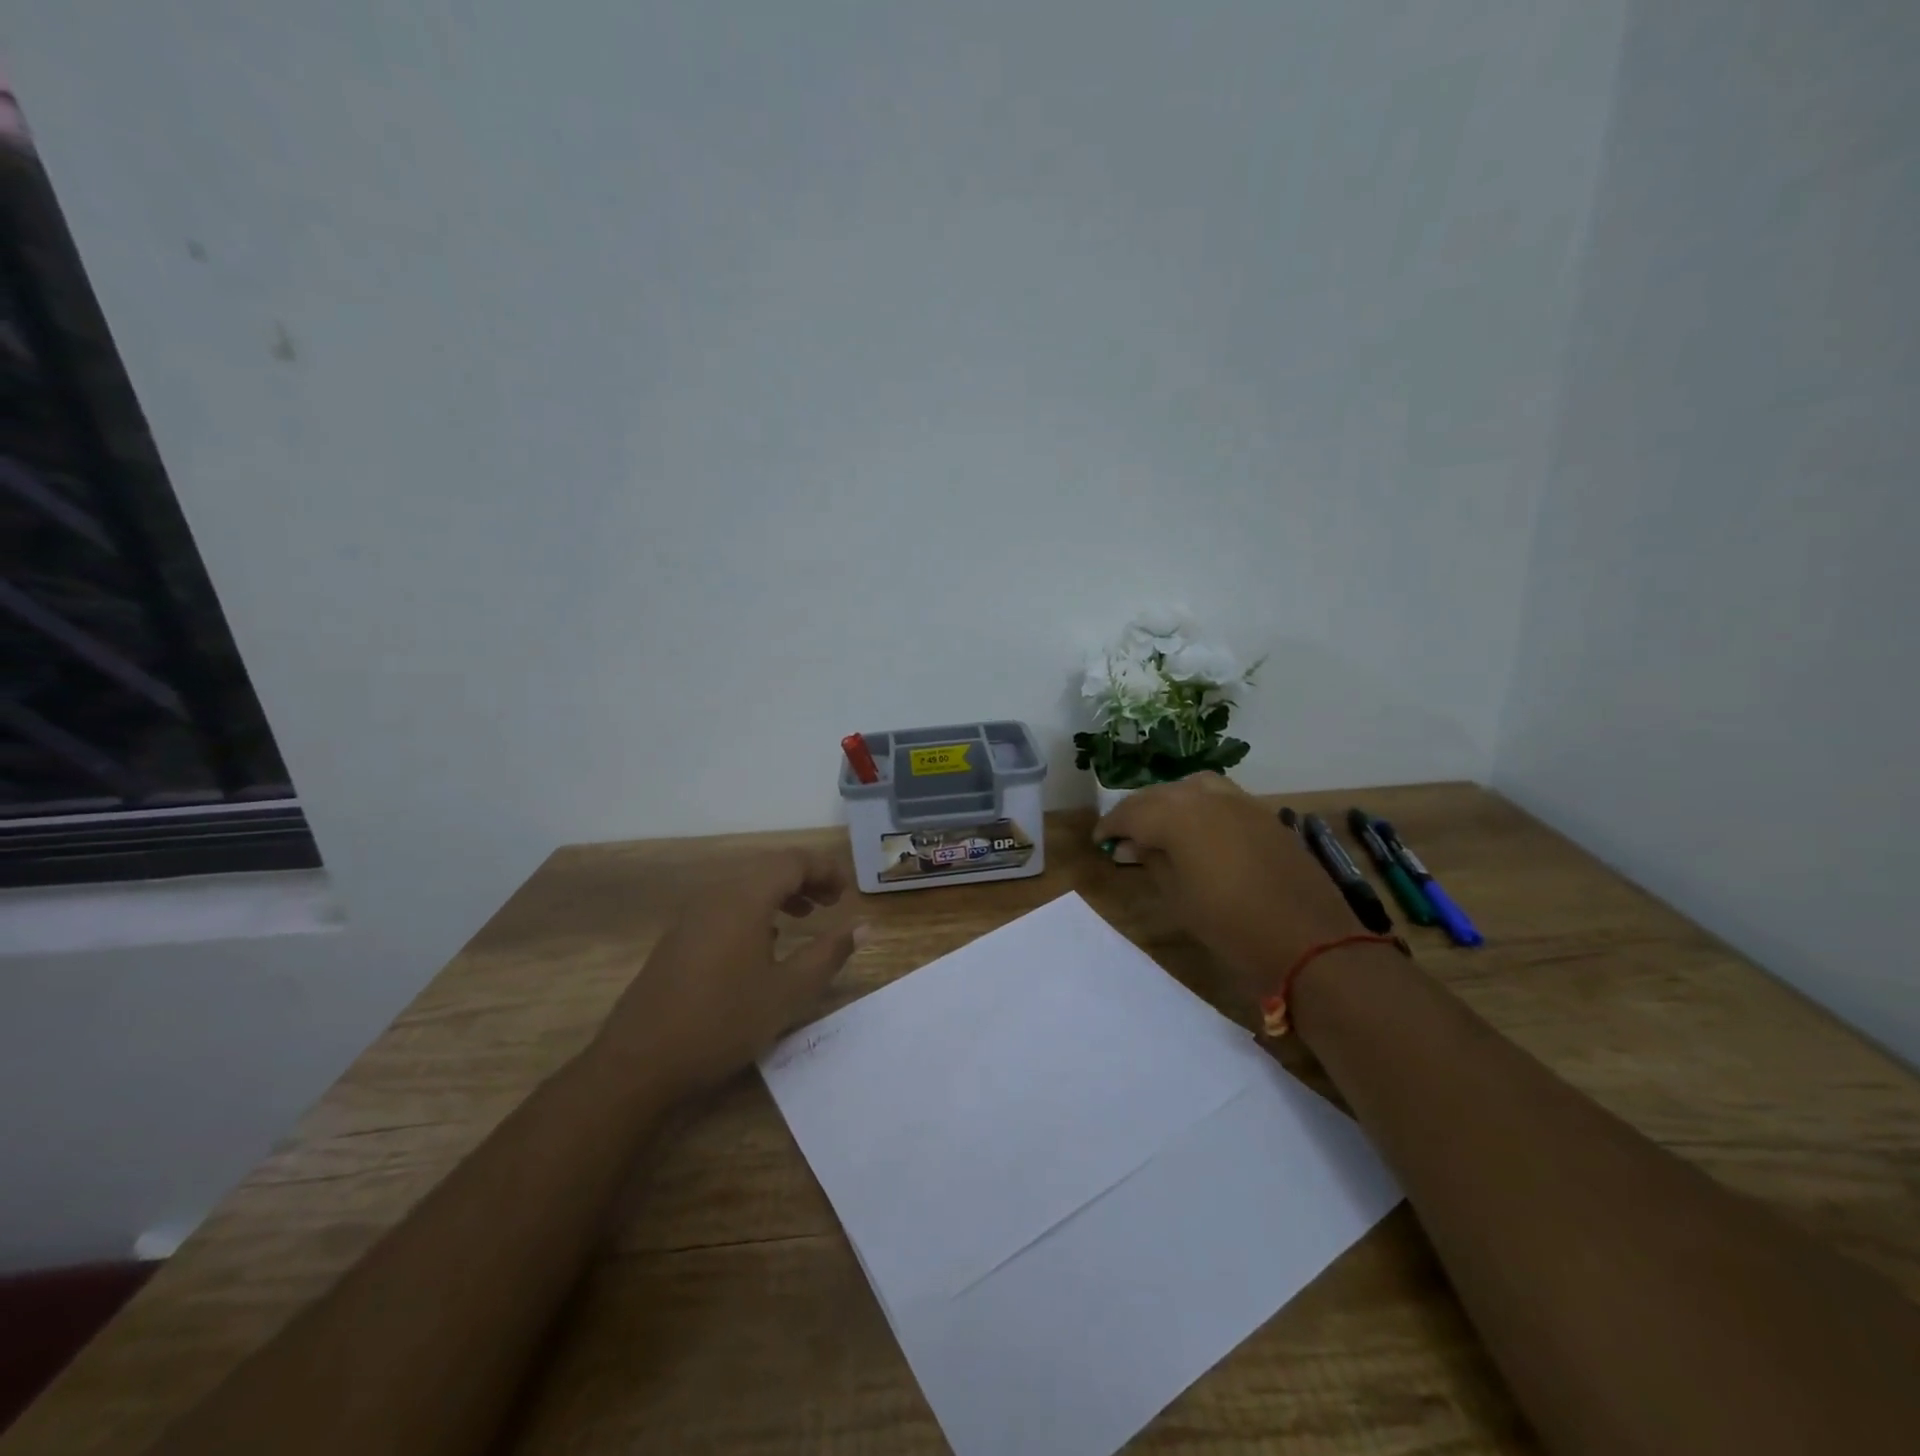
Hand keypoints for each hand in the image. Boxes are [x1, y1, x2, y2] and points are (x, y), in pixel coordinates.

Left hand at [601, 849, 865, 1094]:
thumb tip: (863, 926)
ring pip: (745, 886)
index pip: (793, 861)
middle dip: (805, 879)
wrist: (639, 1063)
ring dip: (780, 894)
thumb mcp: (789, 992)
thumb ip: (829, 953)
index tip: (848, 894)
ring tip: (805, 918)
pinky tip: (764, 944)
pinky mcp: (679, 938)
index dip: (826, 870)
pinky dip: (755, 910)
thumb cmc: (723, 1022)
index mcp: (745, 898)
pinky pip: (726, 905)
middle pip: (768, 868)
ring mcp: (692, 916)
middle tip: (832, 904)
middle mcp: (717, 895)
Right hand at [1093, 776, 1359, 1005]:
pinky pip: (1219, 796)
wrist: (1309, 940)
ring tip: (1160, 826)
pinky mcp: (1262, 813)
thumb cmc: (1231, 925)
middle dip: (1137, 812)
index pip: (1131, 812)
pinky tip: (1198, 829)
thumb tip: (1133, 844)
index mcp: (1176, 816)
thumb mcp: (1178, 897)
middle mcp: (1204, 797)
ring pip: (1190, 787)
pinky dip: (1198, 805)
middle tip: (1123, 835)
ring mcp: (1238, 801)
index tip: (1099, 840)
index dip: (1111, 825)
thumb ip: (1152, 861)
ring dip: (1168, 801)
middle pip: (1159, 795)